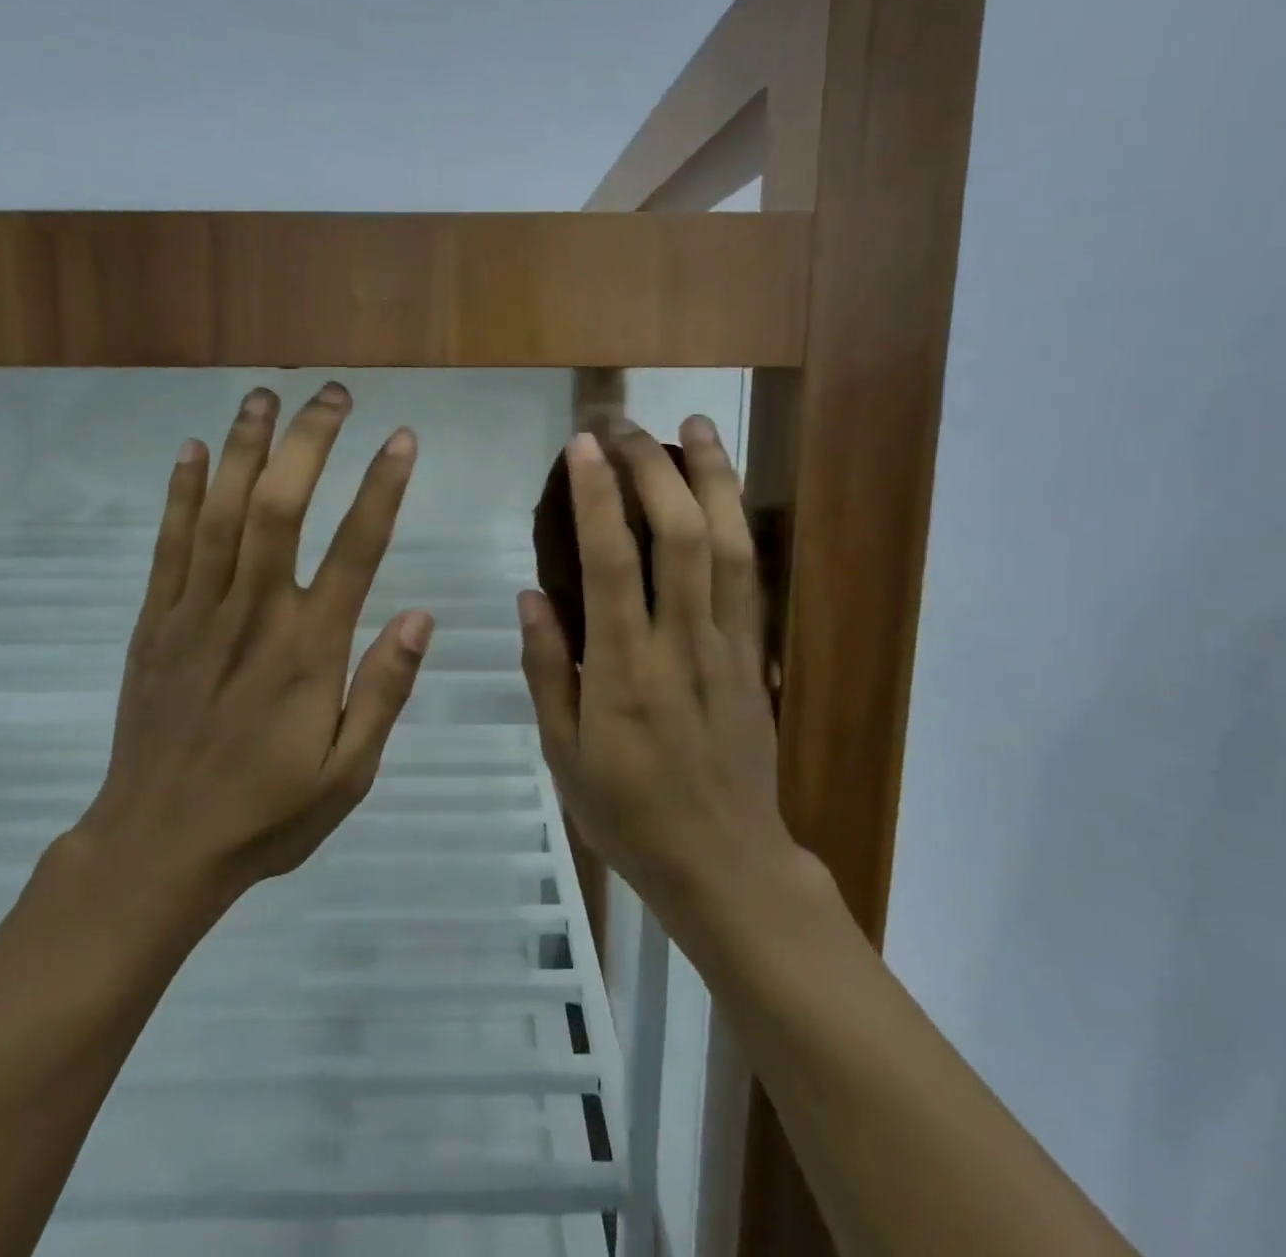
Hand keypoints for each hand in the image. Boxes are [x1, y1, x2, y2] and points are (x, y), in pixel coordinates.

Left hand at [69, 383, 433, 921]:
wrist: (157, 846)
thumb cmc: (266, 813)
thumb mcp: (348, 772)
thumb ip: (384, 691)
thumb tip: (420, 615)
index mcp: (308, 651)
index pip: (355, 550)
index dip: (381, 488)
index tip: (401, 439)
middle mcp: (253, 615)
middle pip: (280, 507)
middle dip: (308, 442)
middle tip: (333, 394)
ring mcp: (196, 612)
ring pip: (220, 511)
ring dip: (243, 446)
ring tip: (263, 395)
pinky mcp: (155, 622)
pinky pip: (169, 545)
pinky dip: (180, 493)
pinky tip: (191, 451)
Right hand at [518, 419, 796, 917]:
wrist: (724, 862)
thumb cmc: (628, 812)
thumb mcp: (563, 753)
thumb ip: (546, 669)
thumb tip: (531, 595)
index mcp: (622, 670)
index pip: (611, 562)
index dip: (597, 496)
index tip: (582, 446)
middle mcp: (679, 643)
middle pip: (678, 535)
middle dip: (650, 467)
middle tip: (622, 423)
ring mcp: (727, 645)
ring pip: (727, 544)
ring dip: (711, 477)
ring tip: (693, 424)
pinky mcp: (755, 655)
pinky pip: (751, 576)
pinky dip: (738, 522)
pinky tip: (725, 490)